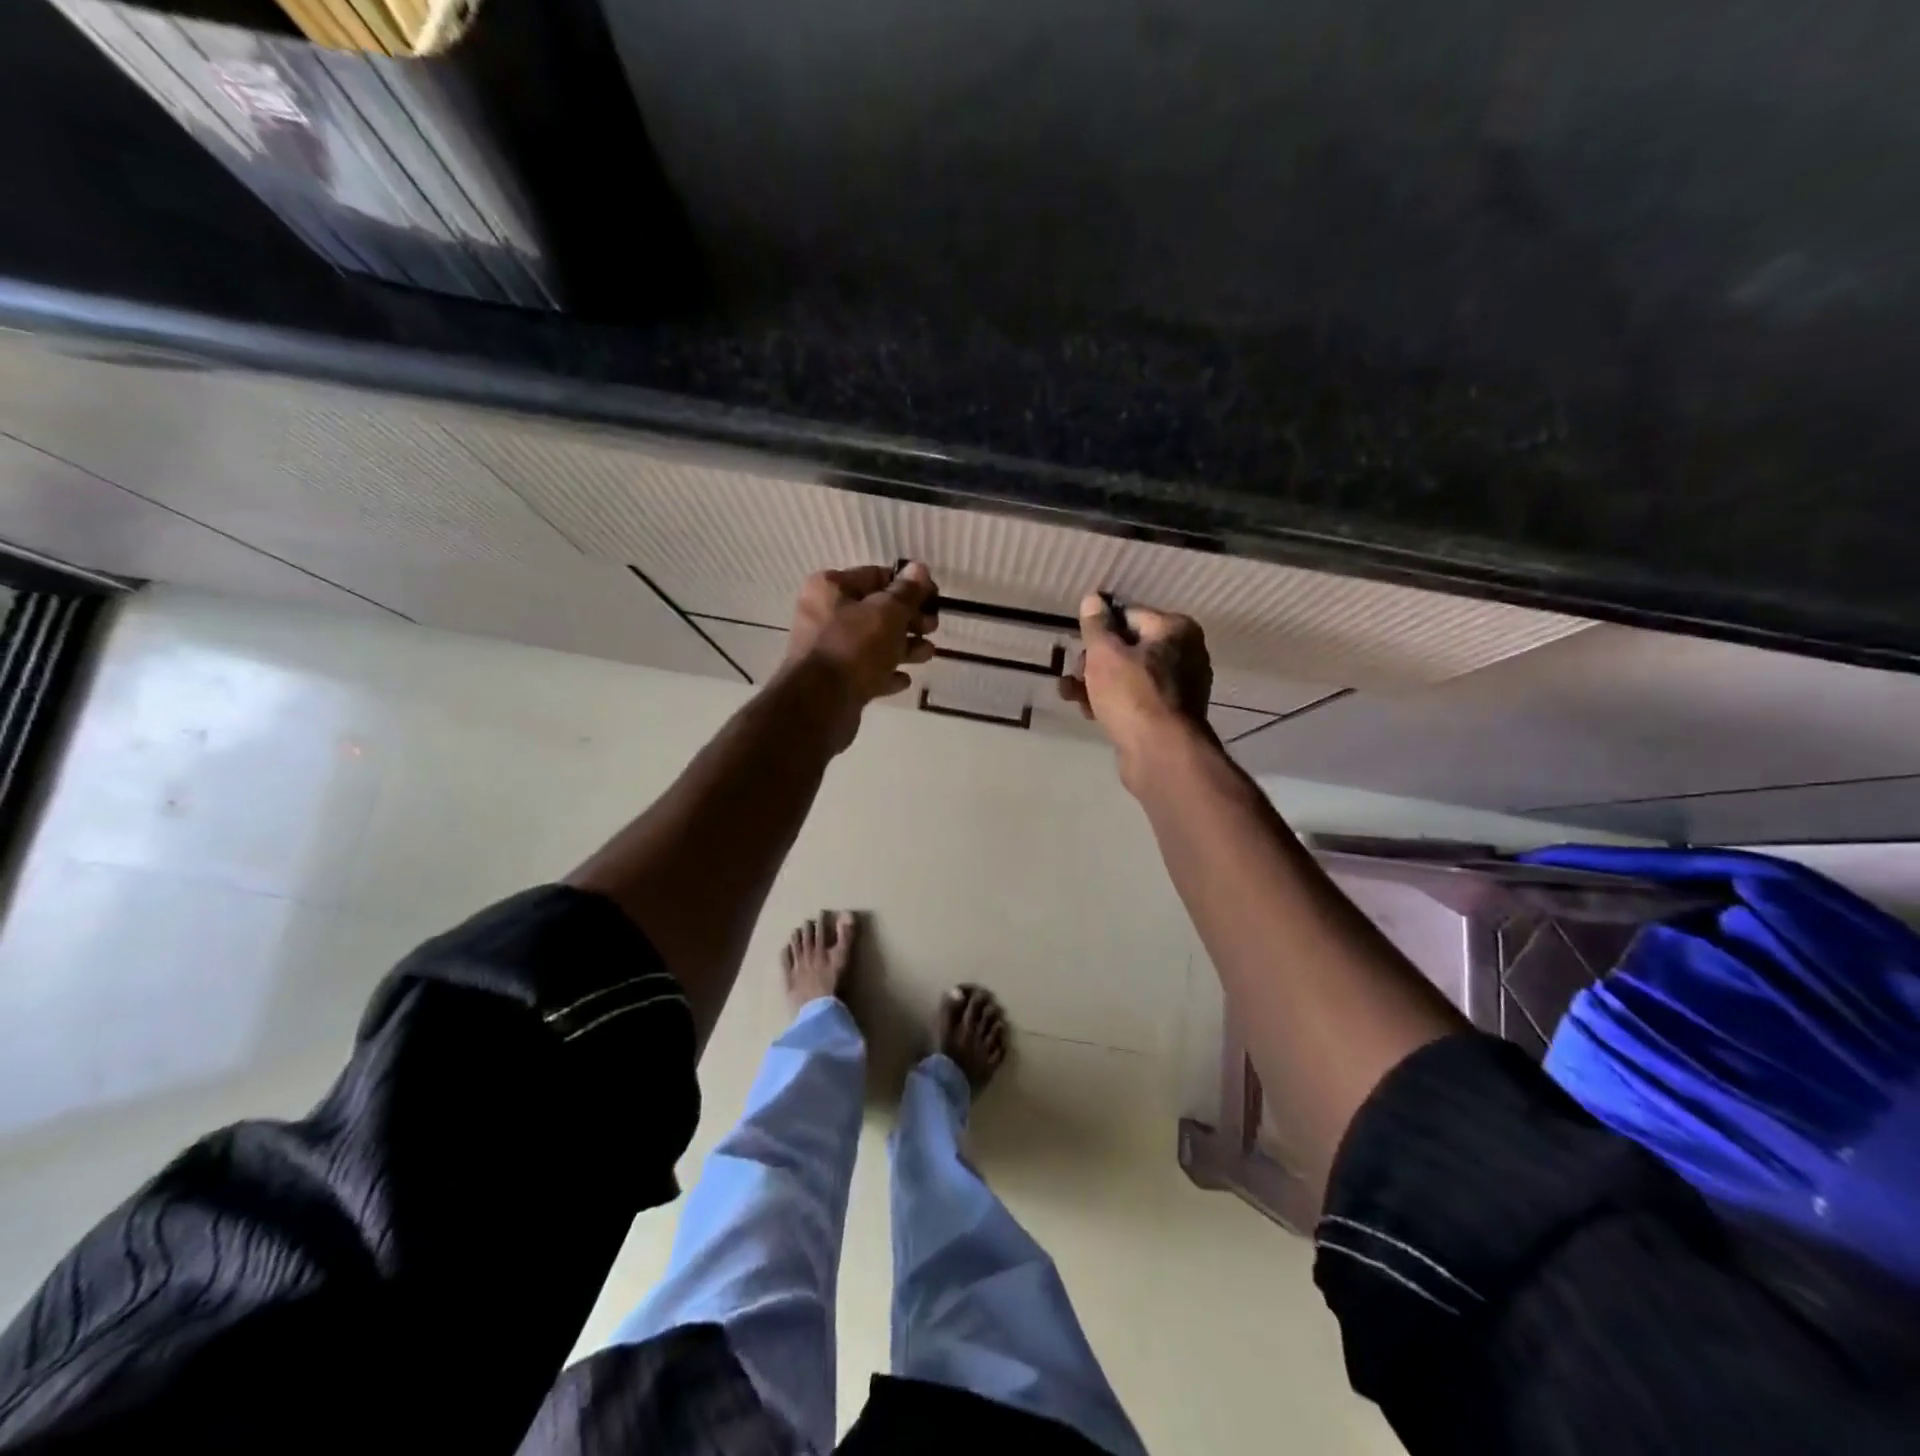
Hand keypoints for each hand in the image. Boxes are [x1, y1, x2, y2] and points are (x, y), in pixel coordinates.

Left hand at [785, 562, 938, 746]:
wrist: (821, 704)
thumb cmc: (854, 647)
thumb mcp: (888, 613)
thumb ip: (906, 592)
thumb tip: (920, 569)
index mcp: (830, 588)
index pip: (876, 576)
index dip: (908, 586)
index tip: (935, 598)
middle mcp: (824, 614)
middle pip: (876, 611)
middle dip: (908, 620)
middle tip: (932, 628)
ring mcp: (828, 650)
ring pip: (873, 643)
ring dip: (903, 647)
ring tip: (928, 654)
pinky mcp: (834, 681)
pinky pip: (866, 671)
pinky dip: (885, 673)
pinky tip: (904, 680)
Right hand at [1061, 593, 1213, 785]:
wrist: (1159, 753)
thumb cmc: (1132, 694)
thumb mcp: (1105, 654)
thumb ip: (1097, 625)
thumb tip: (1093, 599)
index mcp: (1176, 630)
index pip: (1129, 615)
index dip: (1099, 630)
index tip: (1078, 645)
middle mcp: (1184, 654)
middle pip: (1128, 647)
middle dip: (1094, 661)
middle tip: (1075, 674)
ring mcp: (1179, 687)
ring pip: (1127, 676)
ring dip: (1096, 683)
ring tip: (1069, 694)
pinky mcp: (1168, 716)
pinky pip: (1134, 699)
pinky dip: (1111, 701)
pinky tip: (1088, 711)